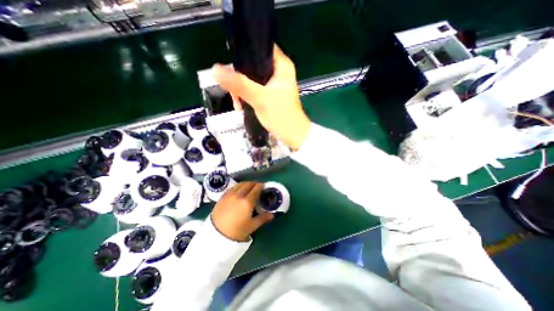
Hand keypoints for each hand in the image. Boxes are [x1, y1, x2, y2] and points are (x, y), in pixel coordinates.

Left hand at [211, 181, 273, 241]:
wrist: (216, 236)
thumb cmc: (237, 232)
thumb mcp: (252, 226)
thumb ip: (263, 218)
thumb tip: (272, 215)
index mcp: (247, 202)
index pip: (256, 189)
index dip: (260, 186)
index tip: (263, 186)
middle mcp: (239, 195)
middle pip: (248, 184)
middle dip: (253, 183)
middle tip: (257, 186)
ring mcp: (229, 195)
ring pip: (239, 184)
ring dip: (245, 184)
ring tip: (248, 187)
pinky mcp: (222, 197)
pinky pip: (232, 188)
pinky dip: (237, 187)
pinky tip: (238, 191)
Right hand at [212, 45, 310, 149]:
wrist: (293, 135)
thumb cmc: (282, 116)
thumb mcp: (259, 98)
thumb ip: (239, 84)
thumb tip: (215, 70)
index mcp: (282, 66)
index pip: (260, 47)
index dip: (244, 54)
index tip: (231, 68)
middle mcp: (279, 72)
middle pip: (253, 65)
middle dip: (239, 78)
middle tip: (233, 92)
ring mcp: (275, 85)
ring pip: (252, 79)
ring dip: (241, 90)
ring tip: (237, 103)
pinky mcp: (271, 95)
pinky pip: (255, 90)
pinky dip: (247, 96)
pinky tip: (241, 105)